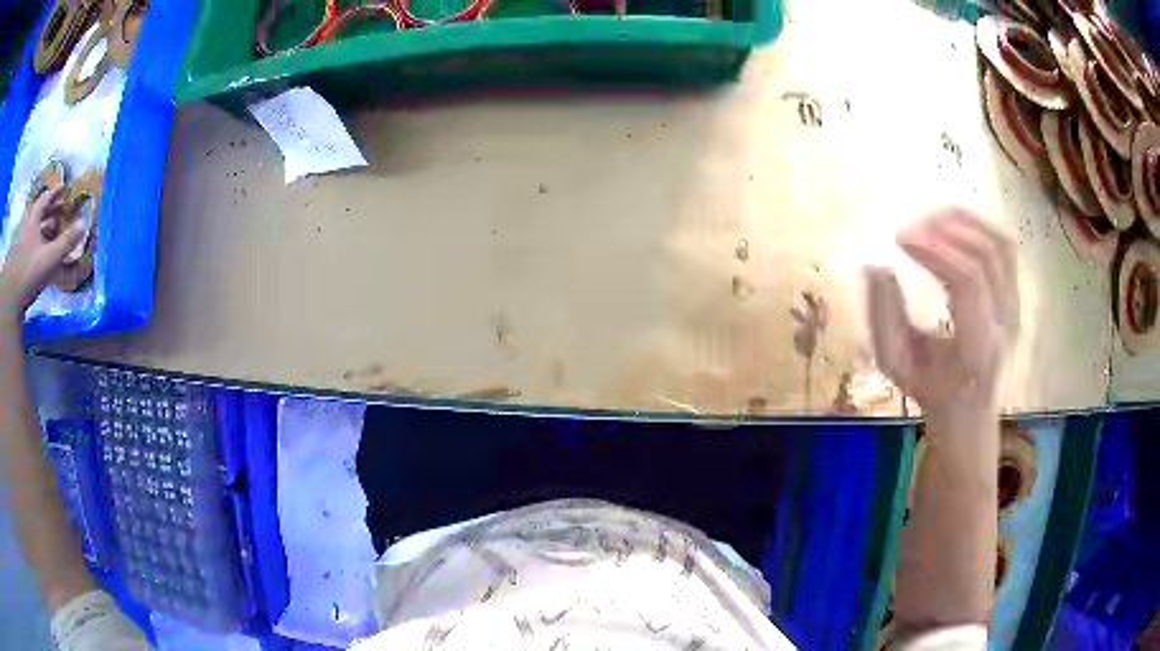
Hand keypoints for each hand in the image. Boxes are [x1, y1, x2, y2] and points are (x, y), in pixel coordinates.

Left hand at [0, 185, 86, 317]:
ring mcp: (23, 246)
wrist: (12, 300)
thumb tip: (84, 223)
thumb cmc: (29, 272)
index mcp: (33, 221)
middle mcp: (27, 229)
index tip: (63, 187)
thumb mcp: (50, 258)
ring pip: (35, 231)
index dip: (54, 191)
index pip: (45, 198)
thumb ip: (66, 242)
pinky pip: (32, 247)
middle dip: (50, 211)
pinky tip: (44, 254)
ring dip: (45, 230)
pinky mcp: (21, 263)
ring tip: (55, 232)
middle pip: (39, 214)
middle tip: (61, 210)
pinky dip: (39, 246)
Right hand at [865, 207, 1018, 421]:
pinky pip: (1004, 247)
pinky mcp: (1015, 294)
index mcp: (978, 347)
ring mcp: (1015, 306)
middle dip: (946, 230)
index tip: (900, 239)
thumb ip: (883, 317)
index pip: (968, 282)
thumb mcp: (897, 365)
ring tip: (930, 218)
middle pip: (987, 255)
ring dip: (964, 222)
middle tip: (911, 228)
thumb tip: (875, 265)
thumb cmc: (931, 390)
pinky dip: (978, 226)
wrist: (970, 413)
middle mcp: (1004, 322)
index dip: (934, 251)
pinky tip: (952, 226)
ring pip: (1000, 244)